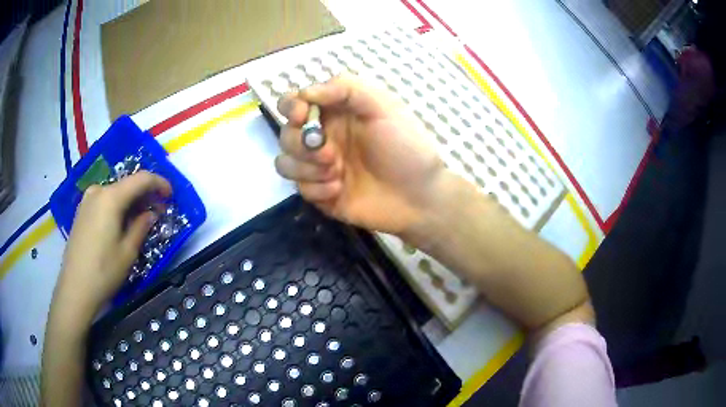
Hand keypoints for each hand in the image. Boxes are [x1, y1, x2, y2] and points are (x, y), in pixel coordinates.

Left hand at [52, 171, 171, 325]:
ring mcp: (87, 200)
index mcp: (111, 197)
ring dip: (130, 202)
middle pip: (127, 184)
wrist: (75, 288)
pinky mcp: (82, 211)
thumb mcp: (128, 251)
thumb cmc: (104, 271)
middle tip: (157, 211)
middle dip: (144, 195)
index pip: (141, 179)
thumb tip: (151, 213)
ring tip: (139, 219)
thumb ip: (141, 226)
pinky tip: (121, 222)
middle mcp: (98, 191)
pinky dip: (117, 206)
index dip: (159, 183)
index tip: (170, 196)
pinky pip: (104, 200)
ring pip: (115, 193)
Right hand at [275, 73, 444, 234]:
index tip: (302, 116)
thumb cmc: (405, 147)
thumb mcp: (384, 107)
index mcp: (335, 112)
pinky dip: (318, 189)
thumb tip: (305, 92)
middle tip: (331, 154)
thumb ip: (347, 89)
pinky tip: (340, 190)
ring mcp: (319, 167)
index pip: (295, 102)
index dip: (291, 107)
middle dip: (301, 144)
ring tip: (337, 174)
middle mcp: (322, 137)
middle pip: (286, 134)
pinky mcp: (320, 193)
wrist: (418, 196)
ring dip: (307, 168)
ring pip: (284, 162)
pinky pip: (299, 188)